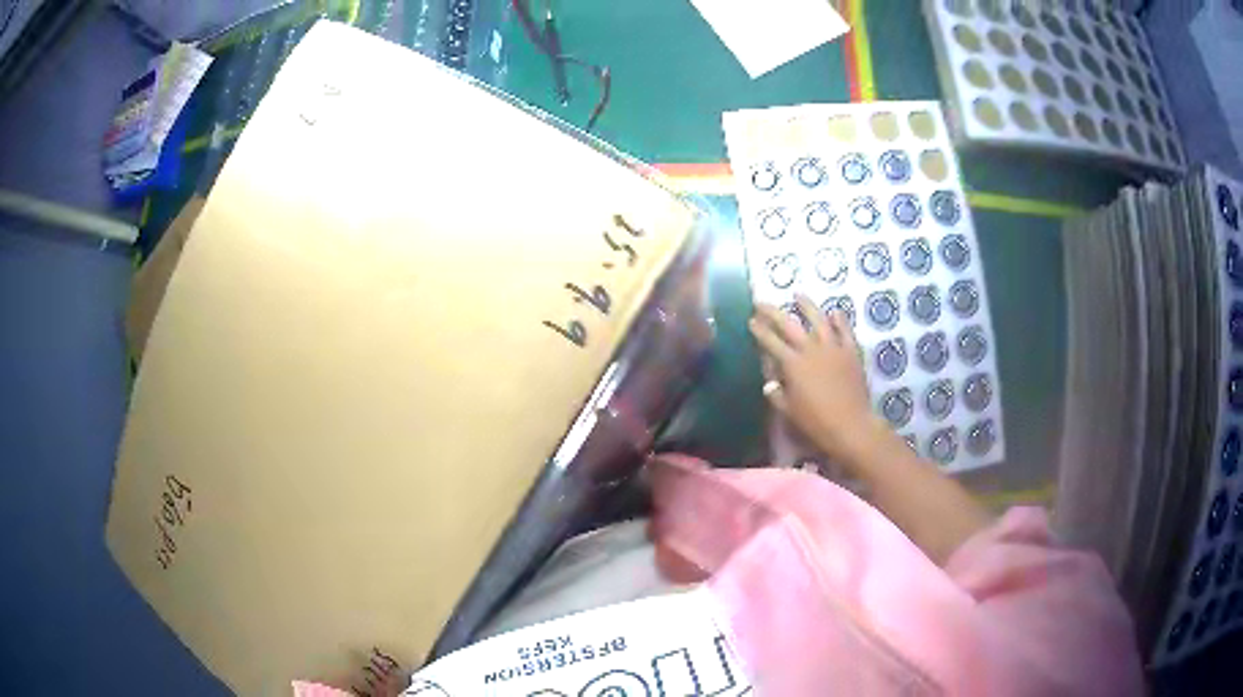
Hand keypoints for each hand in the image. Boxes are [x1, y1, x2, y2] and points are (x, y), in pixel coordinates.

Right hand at [749, 294, 885, 463]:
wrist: (851, 425)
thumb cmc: (816, 421)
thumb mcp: (789, 411)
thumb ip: (777, 395)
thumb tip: (770, 383)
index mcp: (793, 364)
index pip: (771, 342)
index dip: (759, 330)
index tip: (751, 320)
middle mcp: (811, 349)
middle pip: (789, 324)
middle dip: (773, 312)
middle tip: (762, 303)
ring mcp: (833, 348)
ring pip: (818, 319)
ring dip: (806, 305)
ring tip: (798, 294)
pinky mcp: (851, 351)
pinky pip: (845, 330)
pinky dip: (839, 320)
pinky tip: (835, 312)